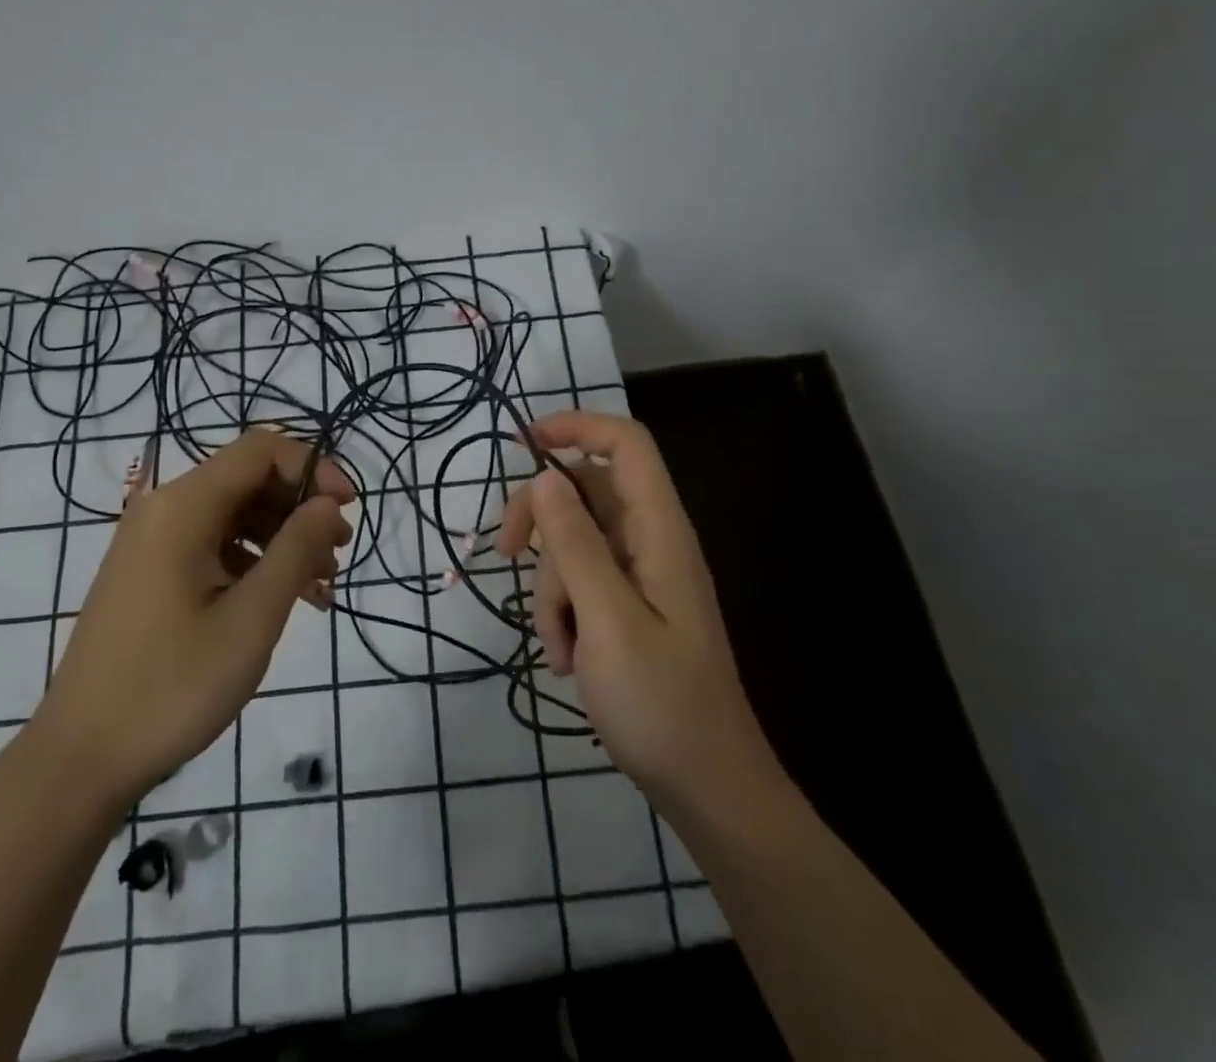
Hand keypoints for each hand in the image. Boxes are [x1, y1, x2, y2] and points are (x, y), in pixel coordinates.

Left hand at [36, 428, 353, 803]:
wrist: (80, 760)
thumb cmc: (172, 686)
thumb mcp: (251, 618)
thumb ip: (296, 550)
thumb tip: (329, 504)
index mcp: (183, 507)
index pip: (261, 450)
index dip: (312, 467)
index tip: (347, 509)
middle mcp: (164, 510)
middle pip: (248, 479)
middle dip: (301, 507)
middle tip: (339, 552)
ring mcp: (153, 542)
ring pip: (235, 514)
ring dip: (284, 538)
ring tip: (321, 586)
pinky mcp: (151, 573)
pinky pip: (214, 545)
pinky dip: (254, 562)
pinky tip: (284, 600)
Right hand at [497, 411, 779, 814]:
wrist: (709, 788)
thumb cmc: (662, 704)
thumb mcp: (606, 620)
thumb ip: (574, 544)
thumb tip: (542, 477)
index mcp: (660, 531)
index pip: (626, 444)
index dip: (578, 426)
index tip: (523, 443)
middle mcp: (651, 541)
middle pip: (586, 492)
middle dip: (542, 522)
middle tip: (506, 555)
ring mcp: (640, 575)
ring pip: (575, 542)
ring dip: (551, 586)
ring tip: (559, 647)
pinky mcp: (629, 606)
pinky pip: (582, 582)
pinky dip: (563, 611)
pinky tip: (566, 658)